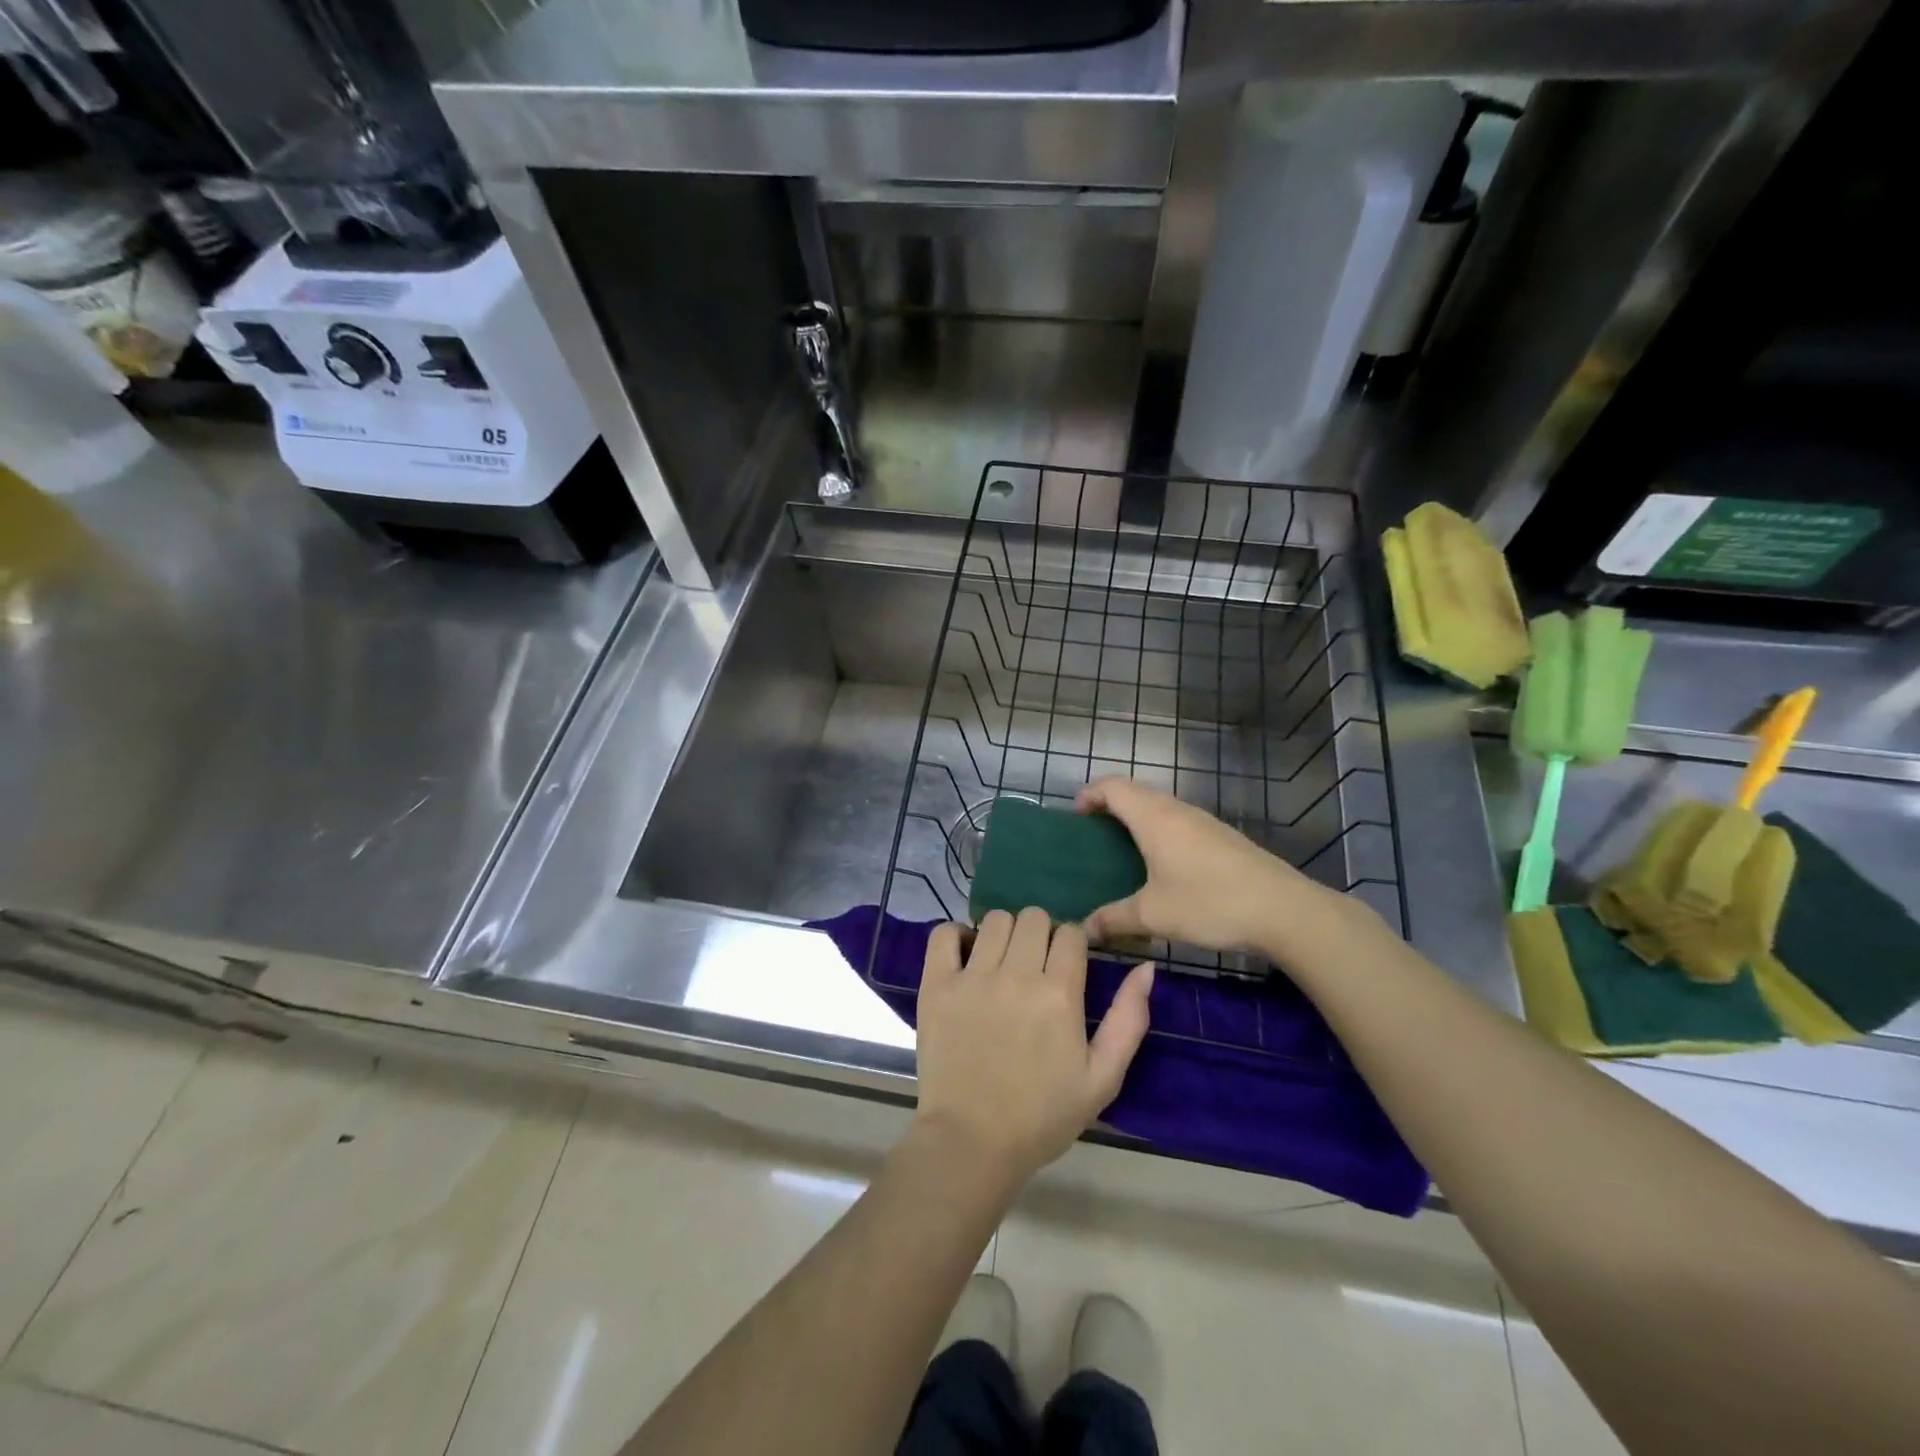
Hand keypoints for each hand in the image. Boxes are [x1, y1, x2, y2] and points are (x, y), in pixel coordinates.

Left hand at [913, 908, 1153, 1186]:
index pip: (1071, 932)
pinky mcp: (936, 985)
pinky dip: (955, 935)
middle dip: (1041, 934)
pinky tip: (965, 955)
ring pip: (995, 919)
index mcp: (1059, 993)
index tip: (1067, 965)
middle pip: (1034, 917)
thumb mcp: (1103, 1077)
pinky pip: (944, 934)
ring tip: (1001, 962)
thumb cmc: (1042, 1116)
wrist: (972, 1143)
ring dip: (1004, 933)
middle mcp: (1016, 975)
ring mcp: (972, 977)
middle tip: (1035, 965)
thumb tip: (1146, 967)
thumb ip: (1129, 1019)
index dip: (1073, 944)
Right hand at [1077, 777, 1360, 958]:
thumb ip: (1114, 919)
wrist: (1283, 910)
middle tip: (1092, 837)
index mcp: (1153, 818)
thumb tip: (1084, 929)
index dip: (1089, 794)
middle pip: (1135, 792)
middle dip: (1109, 806)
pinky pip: (1178, 822)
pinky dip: (1159, 832)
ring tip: (1121, 852)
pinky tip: (1161, 866)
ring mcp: (1203, 821)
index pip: (1112, 786)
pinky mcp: (1221, 837)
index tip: (1075, 817)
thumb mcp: (1153, 916)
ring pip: (1159, 807)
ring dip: (1136, 819)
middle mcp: (1176, 810)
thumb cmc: (1209, 903)